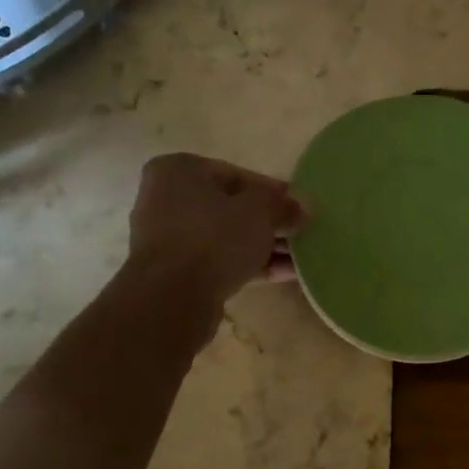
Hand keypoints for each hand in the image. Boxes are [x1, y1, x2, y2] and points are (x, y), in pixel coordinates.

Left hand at [127, 153, 304, 308]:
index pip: (237, 175)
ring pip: (226, 237)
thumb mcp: (260, 211)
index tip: (299, 208)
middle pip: (231, 207)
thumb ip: (283, 205)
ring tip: (299, 259)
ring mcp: (168, 238)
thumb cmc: (214, 237)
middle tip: (301, 234)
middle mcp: (166, 198)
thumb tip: (302, 208)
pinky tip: (284, 275)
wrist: (172, 298)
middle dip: (269, 223)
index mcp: (179, 170)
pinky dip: (248, 265)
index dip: (273, 192)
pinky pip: (219, 261)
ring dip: (263, 247)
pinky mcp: (175, 272)